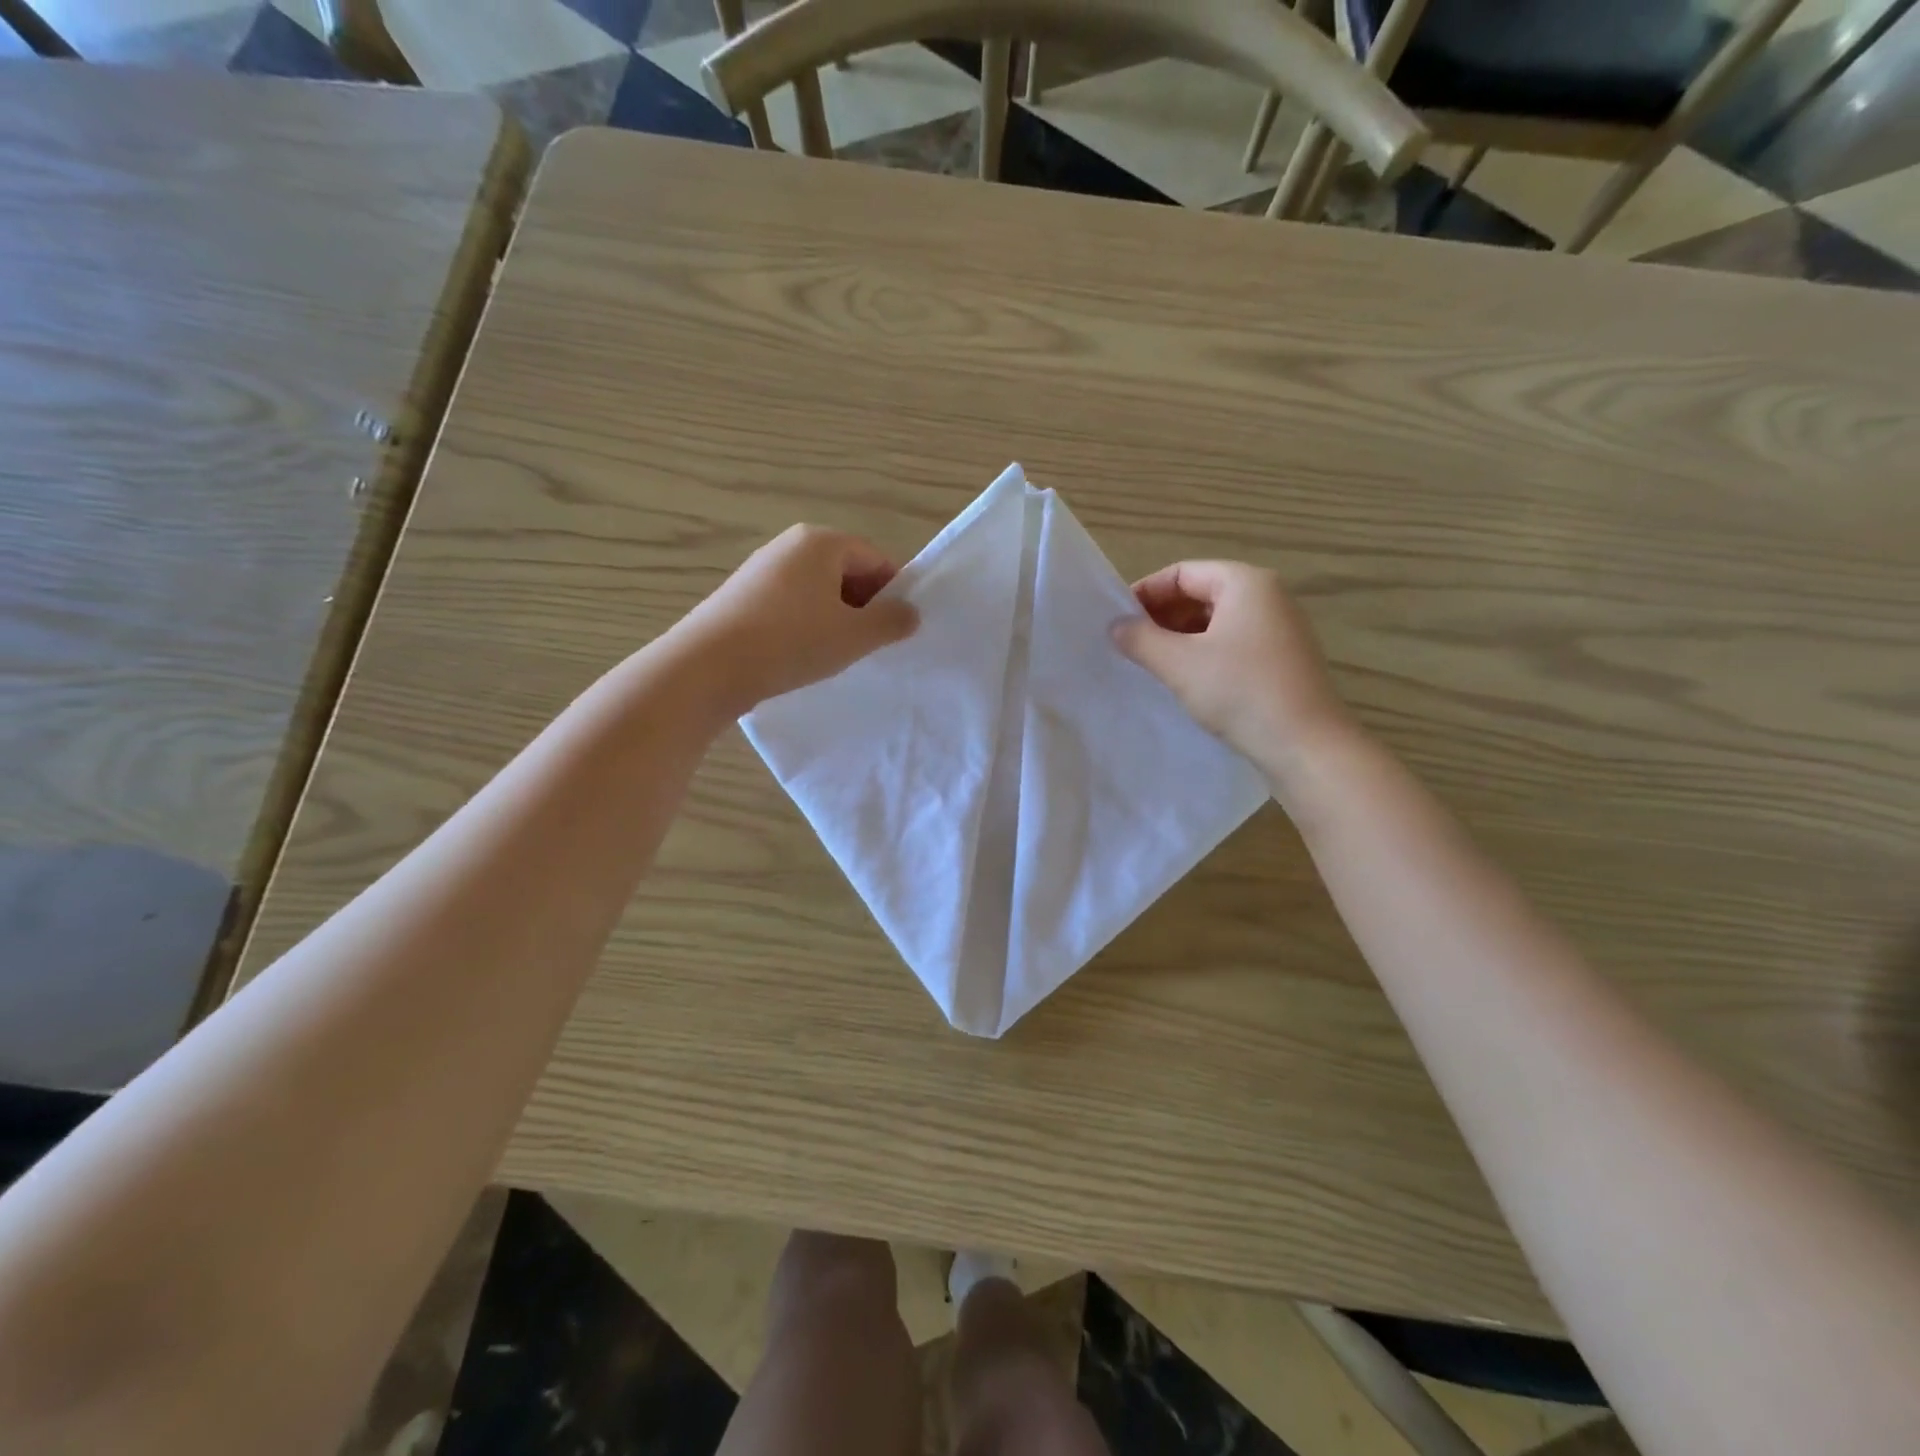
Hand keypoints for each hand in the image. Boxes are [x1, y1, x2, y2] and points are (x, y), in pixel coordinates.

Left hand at [676, 524, 917, 713]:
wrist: (708, 666)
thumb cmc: (792, 642)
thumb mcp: (854, 635)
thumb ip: (891, 621)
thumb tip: (910, 613)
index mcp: (821, 542)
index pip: (876, 559)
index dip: (894, 594)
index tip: (898, 629)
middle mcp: (789, 545)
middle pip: (845, 572)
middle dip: (863, 606)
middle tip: (870, 645)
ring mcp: (761, 570)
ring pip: (817, 591)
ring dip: (834, 619)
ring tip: (834, 655)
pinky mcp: (741, 596)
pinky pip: (789, 605)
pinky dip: (805, 625)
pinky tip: (800, 655)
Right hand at [1113, 561, 1355, 780]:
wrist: (1306, 745)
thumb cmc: (1240, 692)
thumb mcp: (1179, 663)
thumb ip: (1141, 639)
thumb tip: (1116, 627)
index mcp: (1245, 583)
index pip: (1182, 573)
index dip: (1145, 593)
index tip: (1118, 622)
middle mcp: (1268, 596)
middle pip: (1201, 593)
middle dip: (1162, 616)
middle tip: (1131, 645)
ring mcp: (1280, 628)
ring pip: (1216, 621)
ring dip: (1181, 637)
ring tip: (1153, 664)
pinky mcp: (1283, 659)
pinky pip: (1233, 643)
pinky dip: (1204, 653)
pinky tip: (1187, 680)